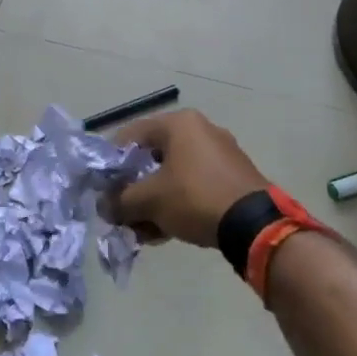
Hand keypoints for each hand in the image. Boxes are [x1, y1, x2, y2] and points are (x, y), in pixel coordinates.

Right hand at [109, 110, 266, 248]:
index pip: (130, 135)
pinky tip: (163, 232)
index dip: (111, 162)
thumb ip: (120, 201)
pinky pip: (193, 186)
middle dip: (133, 188)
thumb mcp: (149, 200)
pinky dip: (175, 204)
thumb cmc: (195, 198)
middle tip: (121, 212)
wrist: (255, 225)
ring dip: (152, 202)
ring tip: (140, 230)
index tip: (102, 188)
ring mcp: (219, 154)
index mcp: (179, 123)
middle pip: (152, 157)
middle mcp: (200, 130)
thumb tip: (104, 207)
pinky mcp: (232, 177)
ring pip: (172, 175)